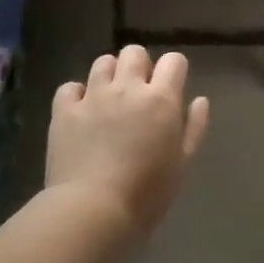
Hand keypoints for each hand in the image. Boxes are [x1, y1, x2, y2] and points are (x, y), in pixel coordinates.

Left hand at [45, 45, 210, 240]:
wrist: (92, 209)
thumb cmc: (147, 193)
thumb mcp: (182, 164)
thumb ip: (194, 127)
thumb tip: (199, 100)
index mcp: (161, 99)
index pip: (173, 61)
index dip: (174, 70)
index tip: (171, 88)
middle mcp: (127, 88)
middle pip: (134, 52)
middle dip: (140, 66)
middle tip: (139, 92)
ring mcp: (92, 96)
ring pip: (102, 62)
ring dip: (110, 74)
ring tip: (110, 98)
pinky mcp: (64, 110)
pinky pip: (70, 87)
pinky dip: (77, 94)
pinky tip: (81, 112)